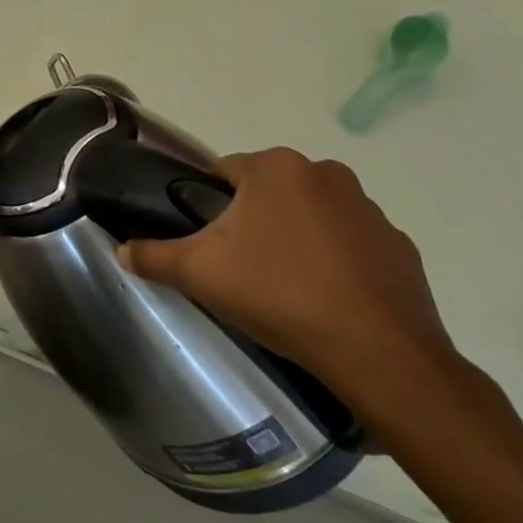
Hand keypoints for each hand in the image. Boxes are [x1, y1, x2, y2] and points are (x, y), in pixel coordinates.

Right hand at [116, 147, 464, 425]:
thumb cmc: (279, 294)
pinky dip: (333, 262)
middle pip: (267, 192)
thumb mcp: (198, 273)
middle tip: (237, 267)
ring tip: (281, 287)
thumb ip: (152, 255)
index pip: (224, 172)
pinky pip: (349, 245)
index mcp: (277, 168)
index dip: (207, 206)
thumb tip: (122, 250)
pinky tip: (323, 299)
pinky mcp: (400, 247)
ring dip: (292, 238)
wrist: (379, 354)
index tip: (206, 242)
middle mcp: (327, 174)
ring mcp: (371, 210)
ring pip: (309, 215)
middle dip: (250, 222)